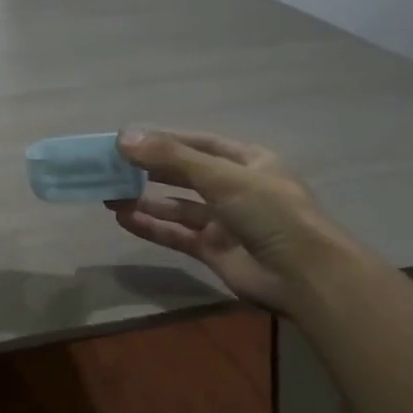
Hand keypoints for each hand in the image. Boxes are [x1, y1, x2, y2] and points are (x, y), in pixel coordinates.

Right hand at [109, 130, 355, 312]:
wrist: (302, 275)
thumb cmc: (270, 213)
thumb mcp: (222, 177)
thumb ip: (172, 158)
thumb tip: (124, 138)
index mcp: (247, 161)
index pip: (199, 144)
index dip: (165, 140)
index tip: (128, 141)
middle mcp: (235, 188)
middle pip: (185, 174)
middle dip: (150, 170)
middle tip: (113, 168)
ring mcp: (224, 221)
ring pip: (178, 207)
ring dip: (146, 200)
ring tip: (110, 194)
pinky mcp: (214, 251)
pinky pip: (177, 235)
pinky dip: (152, 227)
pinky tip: (124, 219)